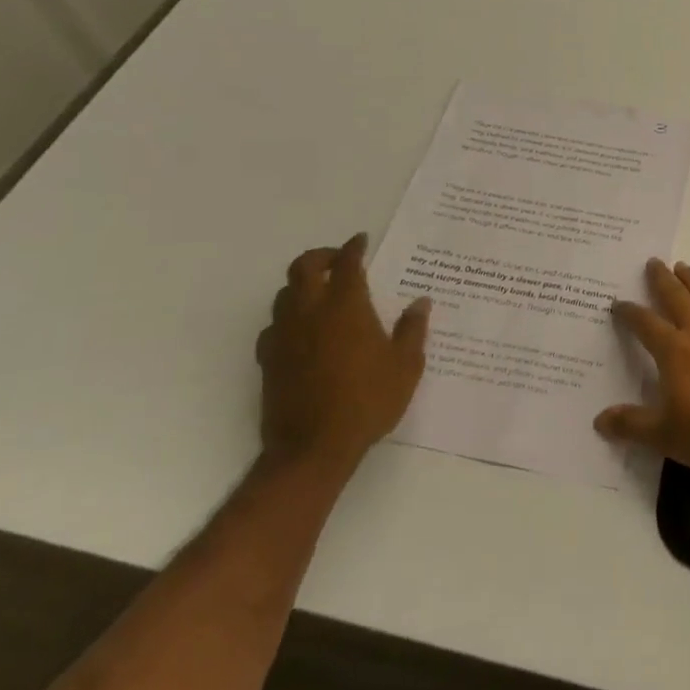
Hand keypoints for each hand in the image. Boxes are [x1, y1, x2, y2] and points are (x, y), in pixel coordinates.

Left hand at [255, 233, 429, 475]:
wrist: (313, 448)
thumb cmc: (368, 401)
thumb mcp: (406, 366)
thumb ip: (412, 329)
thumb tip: (421, 302)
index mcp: (346, 307)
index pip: (346, 263)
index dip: (353, 247)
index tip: (361, 241)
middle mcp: (310, 312)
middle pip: (303, 267)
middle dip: (321, 256)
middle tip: (338, 260)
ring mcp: (284, 335)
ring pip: (284, 294)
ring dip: (302, 285)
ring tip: (321, 294)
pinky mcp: (268, 359)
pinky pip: (273, 326)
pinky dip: (288, 318)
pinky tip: (303, 332)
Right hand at [595, 259, 689, 477]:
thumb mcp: (665, 436)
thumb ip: (631, 424)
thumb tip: (599, 420)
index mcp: (673, 352)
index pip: (645, 324)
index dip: (629, 312)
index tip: (618, 302)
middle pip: (675, 298)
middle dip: (661, 280)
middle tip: (653, 262)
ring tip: (681, 265)